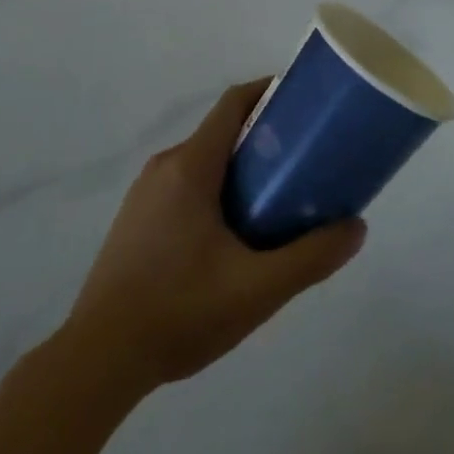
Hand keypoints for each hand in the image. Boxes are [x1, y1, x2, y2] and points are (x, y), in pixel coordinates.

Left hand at [62, 81, 365, 391]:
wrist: (96, 362)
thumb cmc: (179, 312)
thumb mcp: (257, 289)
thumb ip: (311, 257)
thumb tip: (357, 227)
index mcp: (191, 166)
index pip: (234, 103)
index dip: (269, 91)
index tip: (303, 102)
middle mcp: (165, 167)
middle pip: (222, 132)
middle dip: (264, 137)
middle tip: (302, 160)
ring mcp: (144, 195)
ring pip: (203, 161)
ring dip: (240, 167)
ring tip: (276, 198)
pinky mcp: (134, 221)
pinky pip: (184, 186)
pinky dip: (215, 189)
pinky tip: (232, 235)